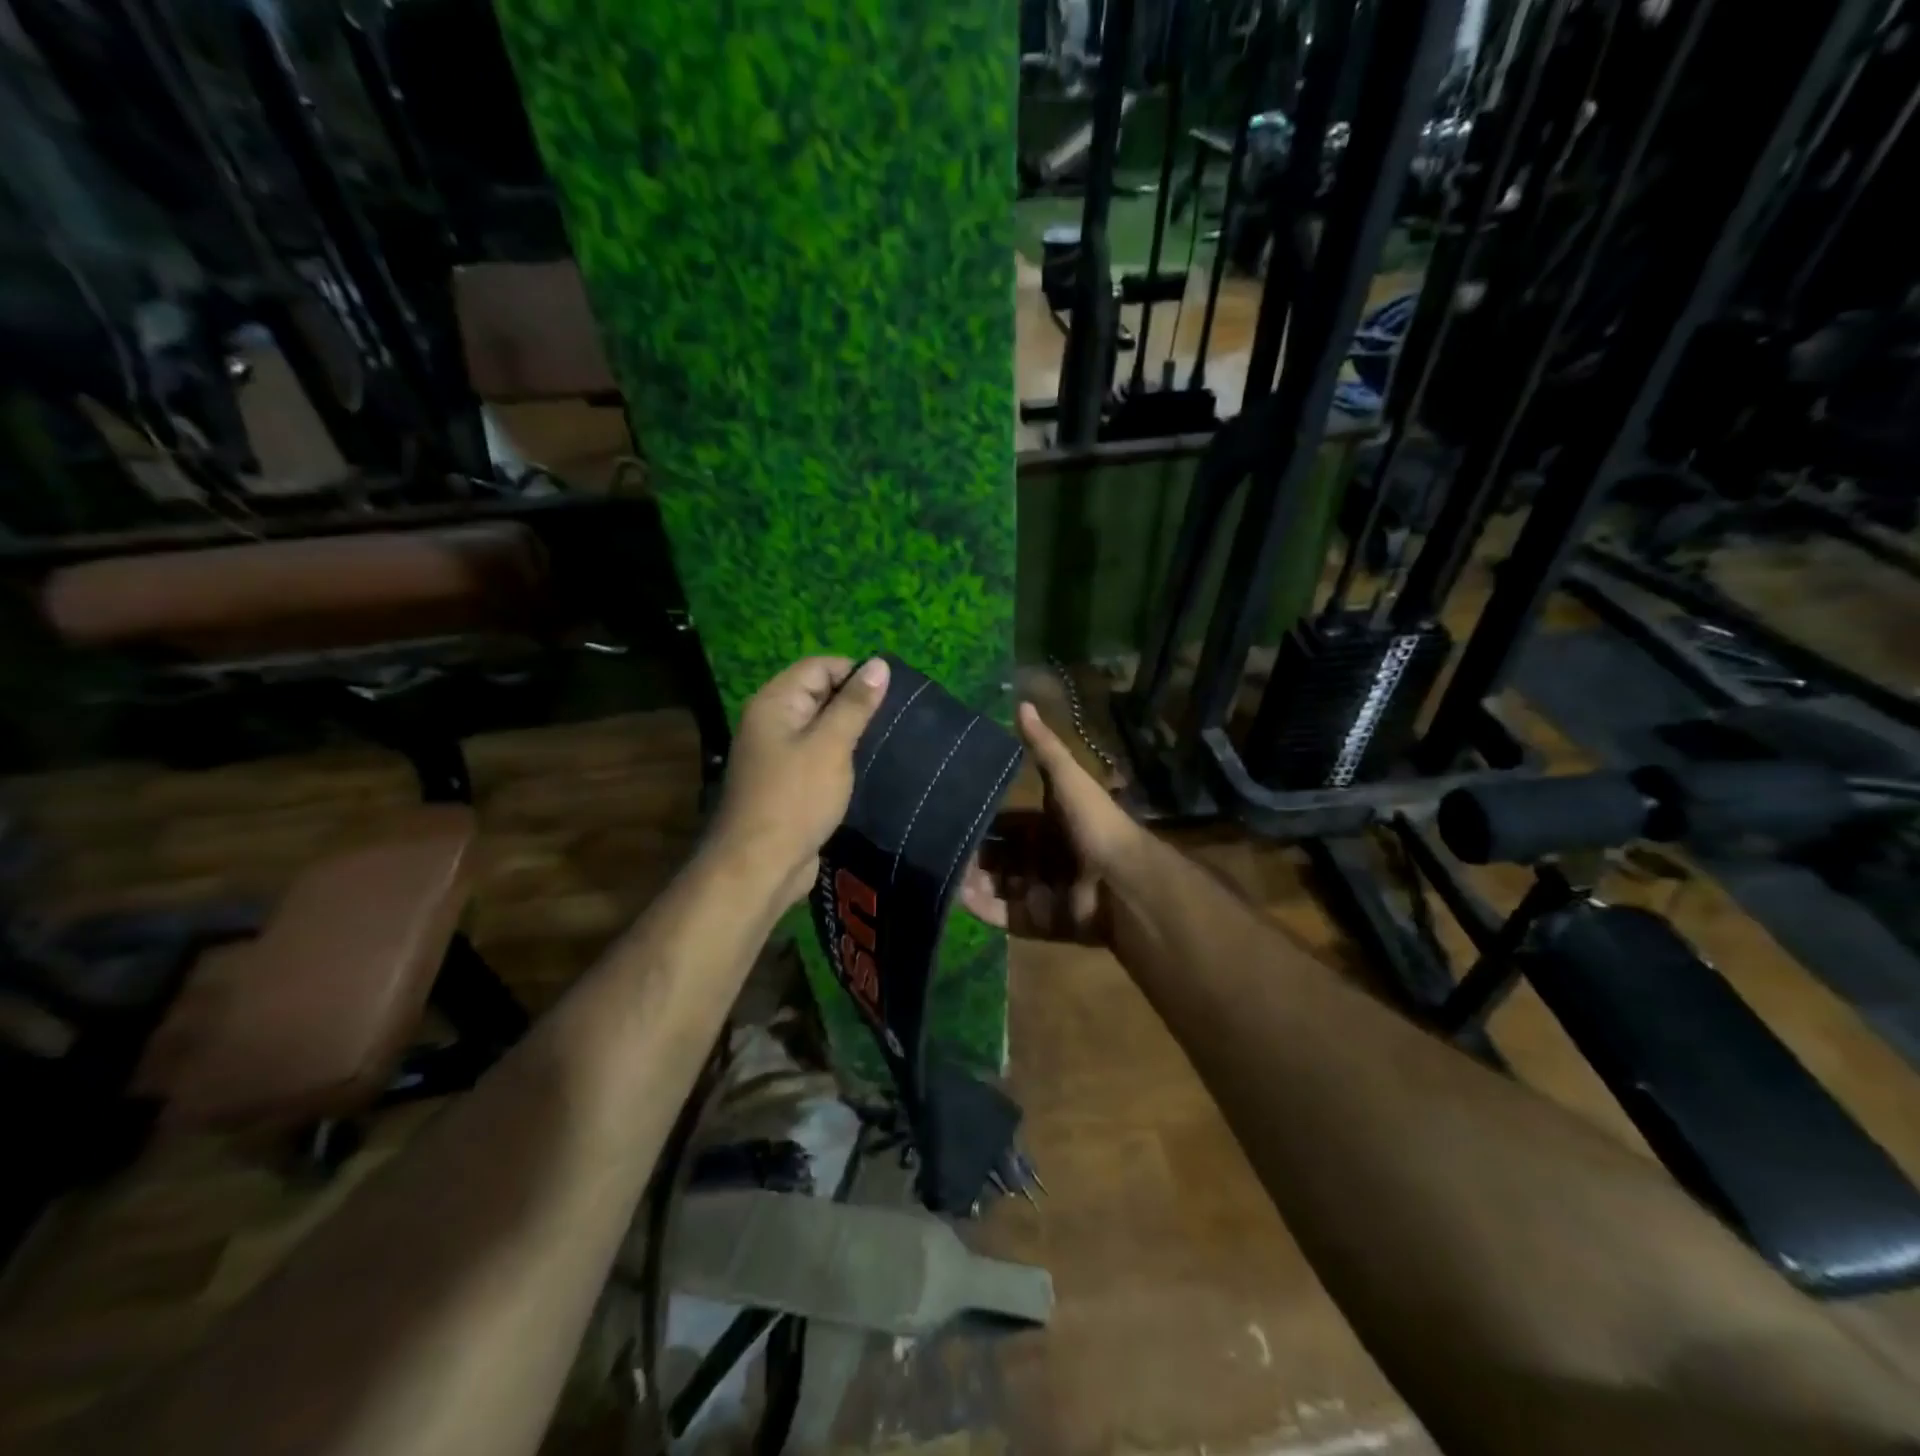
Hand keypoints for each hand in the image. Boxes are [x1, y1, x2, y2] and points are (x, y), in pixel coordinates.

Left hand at [709, 655, 890, 905]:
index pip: (818, 667)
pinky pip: (819, 757)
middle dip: (856, 703)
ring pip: (822, 729)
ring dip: (852, 733)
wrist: (760, 866)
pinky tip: (870, 767)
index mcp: (774, 703)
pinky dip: (842, 758)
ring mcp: (778, 755)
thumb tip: (879, 663)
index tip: (892, 693)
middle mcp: (772, 723)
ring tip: (890, 740)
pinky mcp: (789, 784)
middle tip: (897, 718)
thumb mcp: (831, 746)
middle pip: (819, 695)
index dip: (855, 673)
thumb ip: (855, 704)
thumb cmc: (796, 798)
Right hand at [959, 702, 1142, 942]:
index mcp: (1047, 827)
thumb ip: (1044, 747)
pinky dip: (980, 906)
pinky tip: (956, 895)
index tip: (948, 814)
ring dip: (968, 879)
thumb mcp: (1067, 778)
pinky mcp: (1037, 921)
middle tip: (934, 845)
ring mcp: (1038, 892)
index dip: (981, 821)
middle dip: (970, 853)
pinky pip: (1002, 915)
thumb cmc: (1094, 824)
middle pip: (997, 857)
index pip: (1006, 825)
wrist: (1122, 881)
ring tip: (937, 870)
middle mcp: (1041, 859)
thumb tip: (1022, 703)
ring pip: (994, 886)